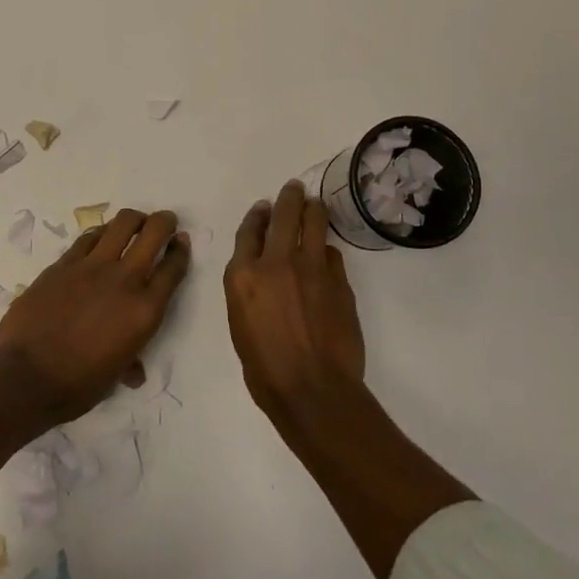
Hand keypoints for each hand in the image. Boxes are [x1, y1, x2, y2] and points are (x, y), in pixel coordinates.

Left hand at [0, 209, 190, 425]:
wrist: (26, 377)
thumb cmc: (77, 386)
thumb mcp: (115, 376)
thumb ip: (130, 362)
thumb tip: (134, 372)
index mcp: (145, 311)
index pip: (173, 269)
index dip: (181, 250)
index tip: (181, 242)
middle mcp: (124, 280)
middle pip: (154, 232)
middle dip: (164, 222)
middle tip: (165, 222)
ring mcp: (92, 267)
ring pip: (122, 224)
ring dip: (134, 220)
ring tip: (134, 224)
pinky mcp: (63, 264)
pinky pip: (88, 237)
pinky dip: (100, 234)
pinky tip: (100, 238)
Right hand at [225, 181, 365, 418]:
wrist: (312, 390)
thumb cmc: (265, 369)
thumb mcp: (240, 324)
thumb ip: (248, 291)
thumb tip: (263, 275)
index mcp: (243, 276)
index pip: (249, 231)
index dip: (257, 215)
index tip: (263, 207)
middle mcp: (276, 262)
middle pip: (283, 215)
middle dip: (289, 197)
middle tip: (294, 189)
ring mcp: (311, 268)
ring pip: (314, 223)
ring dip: (313, 210)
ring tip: (314, 205)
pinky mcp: (339, 280)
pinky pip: (333, 253)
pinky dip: (328, 248)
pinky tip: (327, 251)